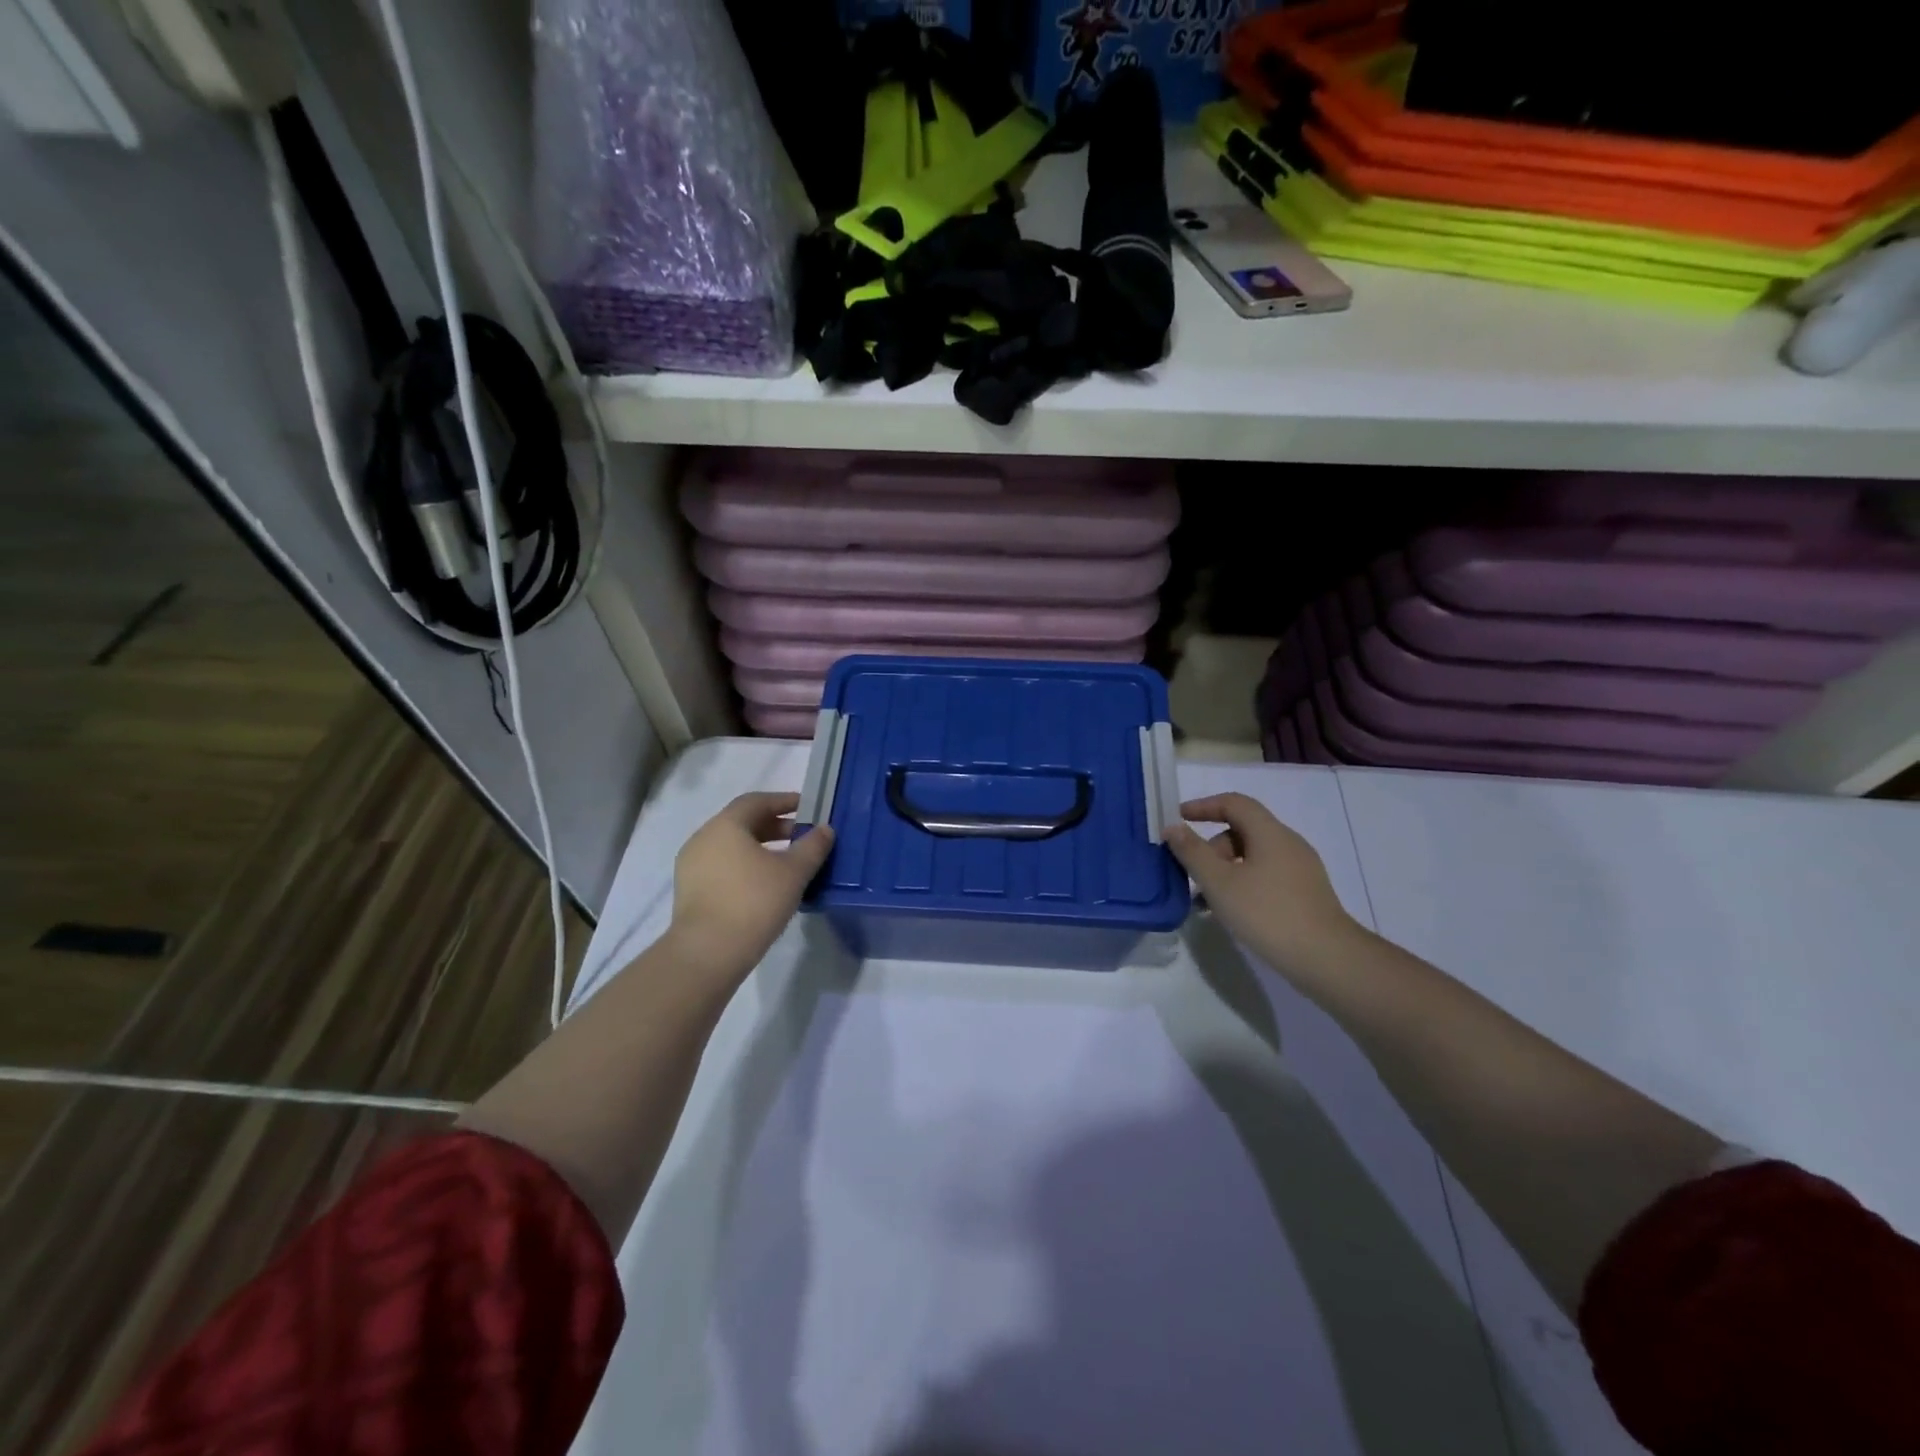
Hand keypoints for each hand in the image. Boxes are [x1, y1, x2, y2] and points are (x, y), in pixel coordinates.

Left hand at [667, 792, 833, 980]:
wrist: (707, 953)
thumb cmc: (754, 902)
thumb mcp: (793, 873)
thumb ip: (812, 846)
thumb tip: (825, 829)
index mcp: (726, 825)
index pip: (757, 801)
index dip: (784, 801)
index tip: (807, 808)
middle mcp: (703, 838)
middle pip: (742, 822)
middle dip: (774, 826)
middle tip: (802, 837)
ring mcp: (692, 866)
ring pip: (731, 846)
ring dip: (760, 848)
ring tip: (786, 863)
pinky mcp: (689, 891)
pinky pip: (722, 867)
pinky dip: (744, 866)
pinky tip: (764, 885)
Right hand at [1165, 793, 1357, 970]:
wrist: (1327, 958)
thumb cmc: (1268, 914)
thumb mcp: (1219, 883)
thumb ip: (1193, 852)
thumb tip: (1173, 827)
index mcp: (1270, 833)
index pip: (1234, 803)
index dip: (1204, 806)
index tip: (1179, 818)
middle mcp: (1288, 843)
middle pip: (1243, 830)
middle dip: (1212, 848)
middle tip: (1192, 874)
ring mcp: (1301, 869)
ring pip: (1253, 856)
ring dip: (1225, 870)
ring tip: (1207, 901)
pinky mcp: (1306, 893)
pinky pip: (1266, 875)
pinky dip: (1243, 883)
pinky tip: (1232, 912)